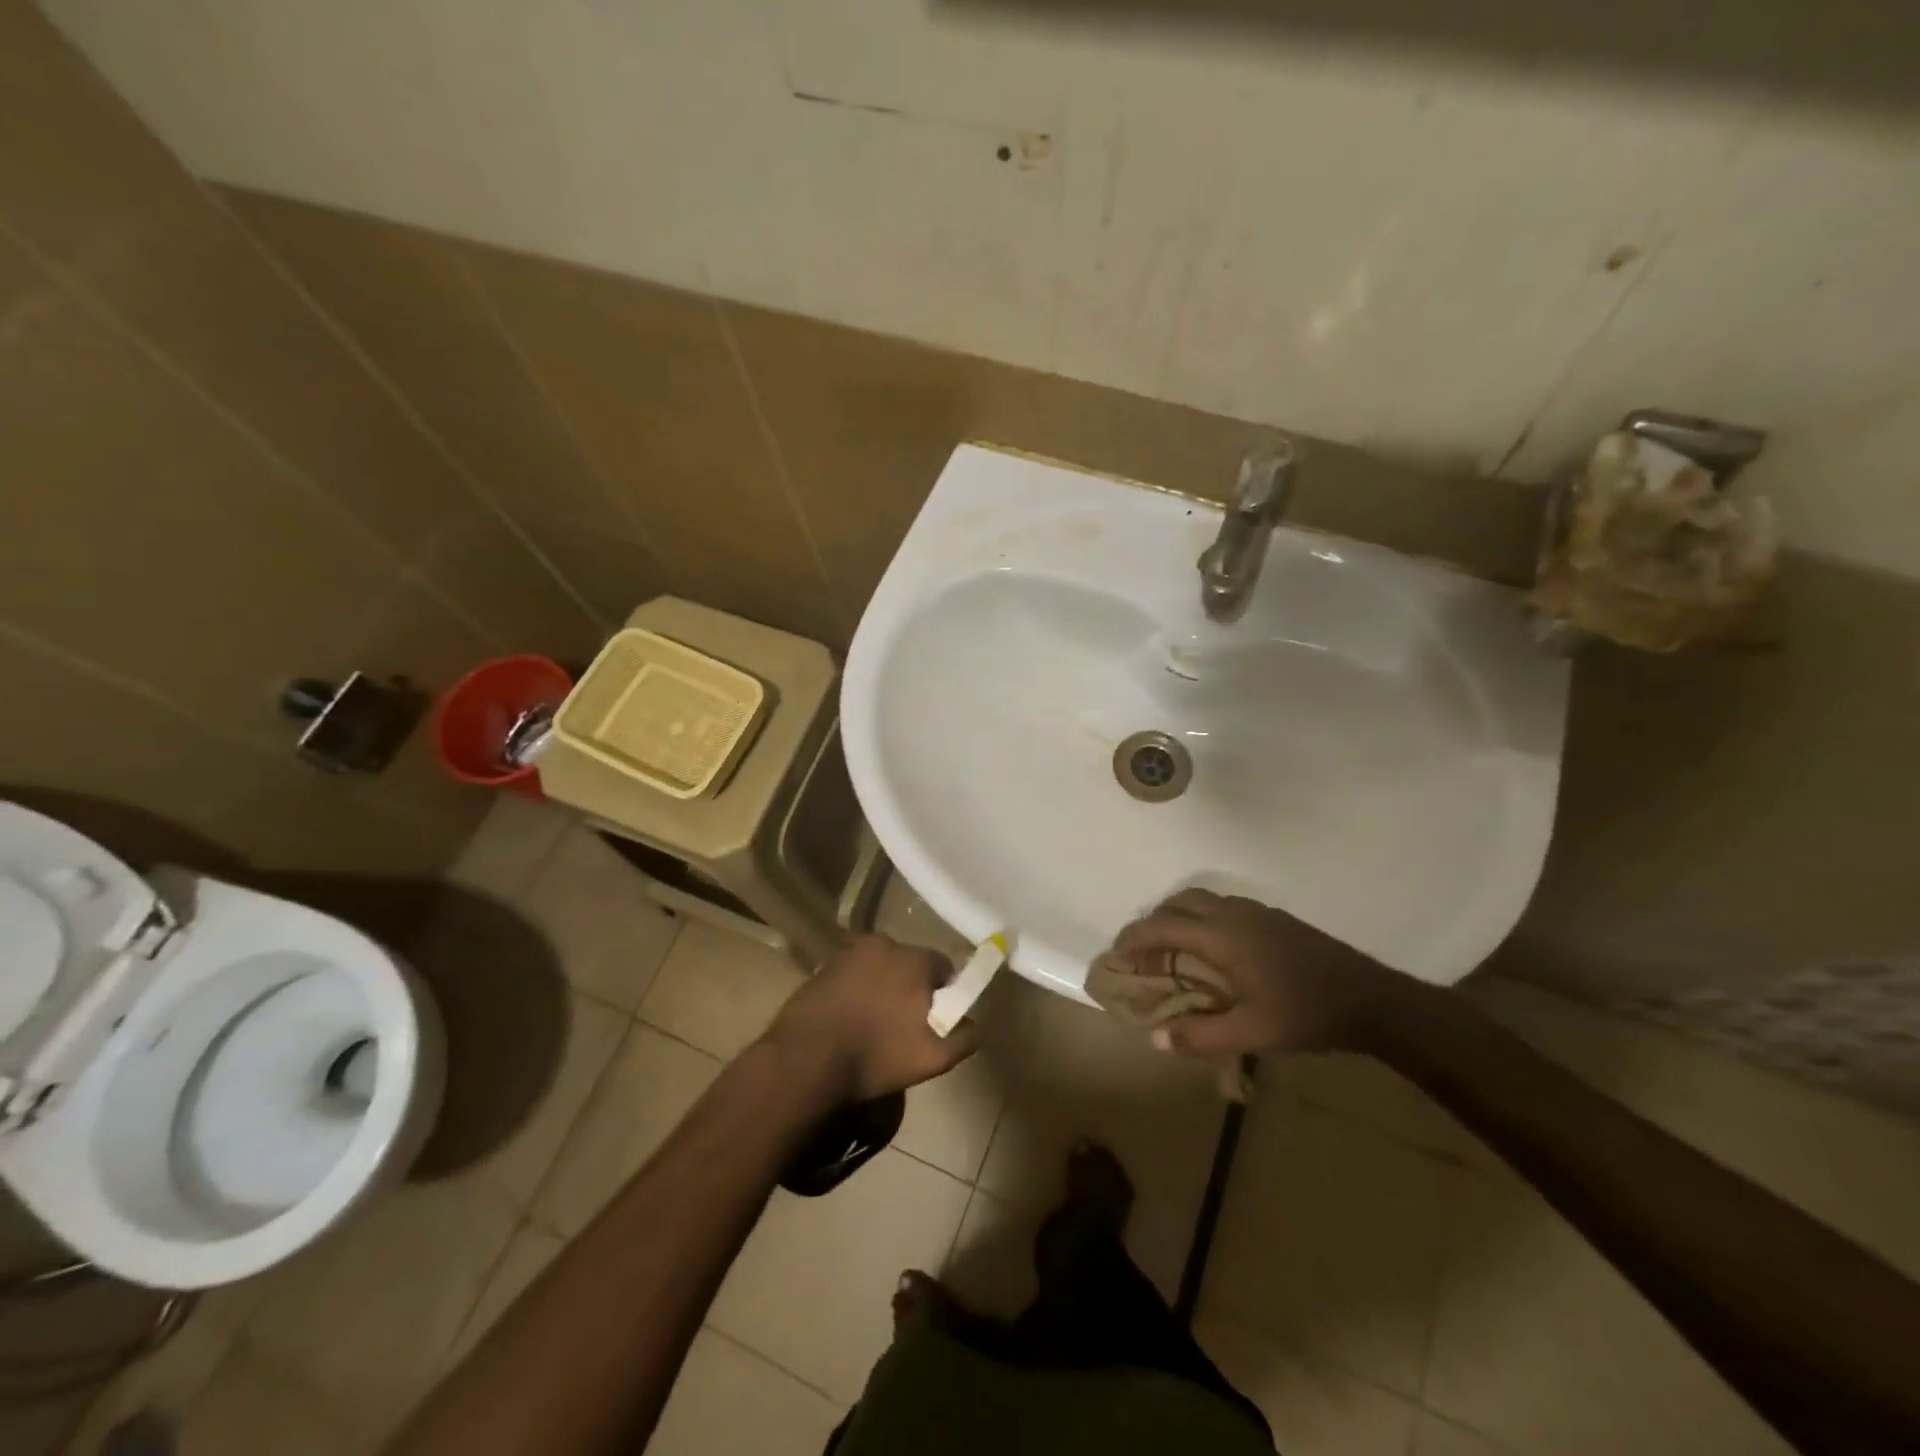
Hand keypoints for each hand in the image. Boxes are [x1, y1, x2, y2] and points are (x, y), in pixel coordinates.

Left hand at [763, 935, 980, 1100]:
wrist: (807, 1059)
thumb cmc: (877, 1054)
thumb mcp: (935, 1057)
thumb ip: (965, 1036)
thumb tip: (974, 1023)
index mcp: (914, 958)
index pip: (943, 966)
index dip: (943, 993)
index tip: (934, 1019)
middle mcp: (883, 943)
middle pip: (908, 963)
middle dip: (910, 987)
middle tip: (903, 1024)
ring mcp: (848, 952)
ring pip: (878, 968)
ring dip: (881, 987)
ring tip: (872, 1024)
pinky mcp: (822, 966)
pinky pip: (851, 975)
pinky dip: (855, 991)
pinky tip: (848, 1021)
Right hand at [1111, 889, 1423, 1058]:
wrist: (1372, 998)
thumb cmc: (1307, 1014)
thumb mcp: (1253, 1034)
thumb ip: (1201, 1036)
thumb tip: (1156, 1038)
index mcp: (1222, 936)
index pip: (1163, 925)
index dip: (1134, 937)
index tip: (1116, 954)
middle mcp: (1234, 913)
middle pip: (1179, 902)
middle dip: (1154, 921)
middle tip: (1144, 952)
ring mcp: (1257, 912)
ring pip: (1203, 899)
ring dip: (1179, 917)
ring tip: (1174, 950)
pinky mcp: (1274, 917)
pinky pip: (1224, 906)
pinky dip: (1203, 918)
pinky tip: (1216, 951)